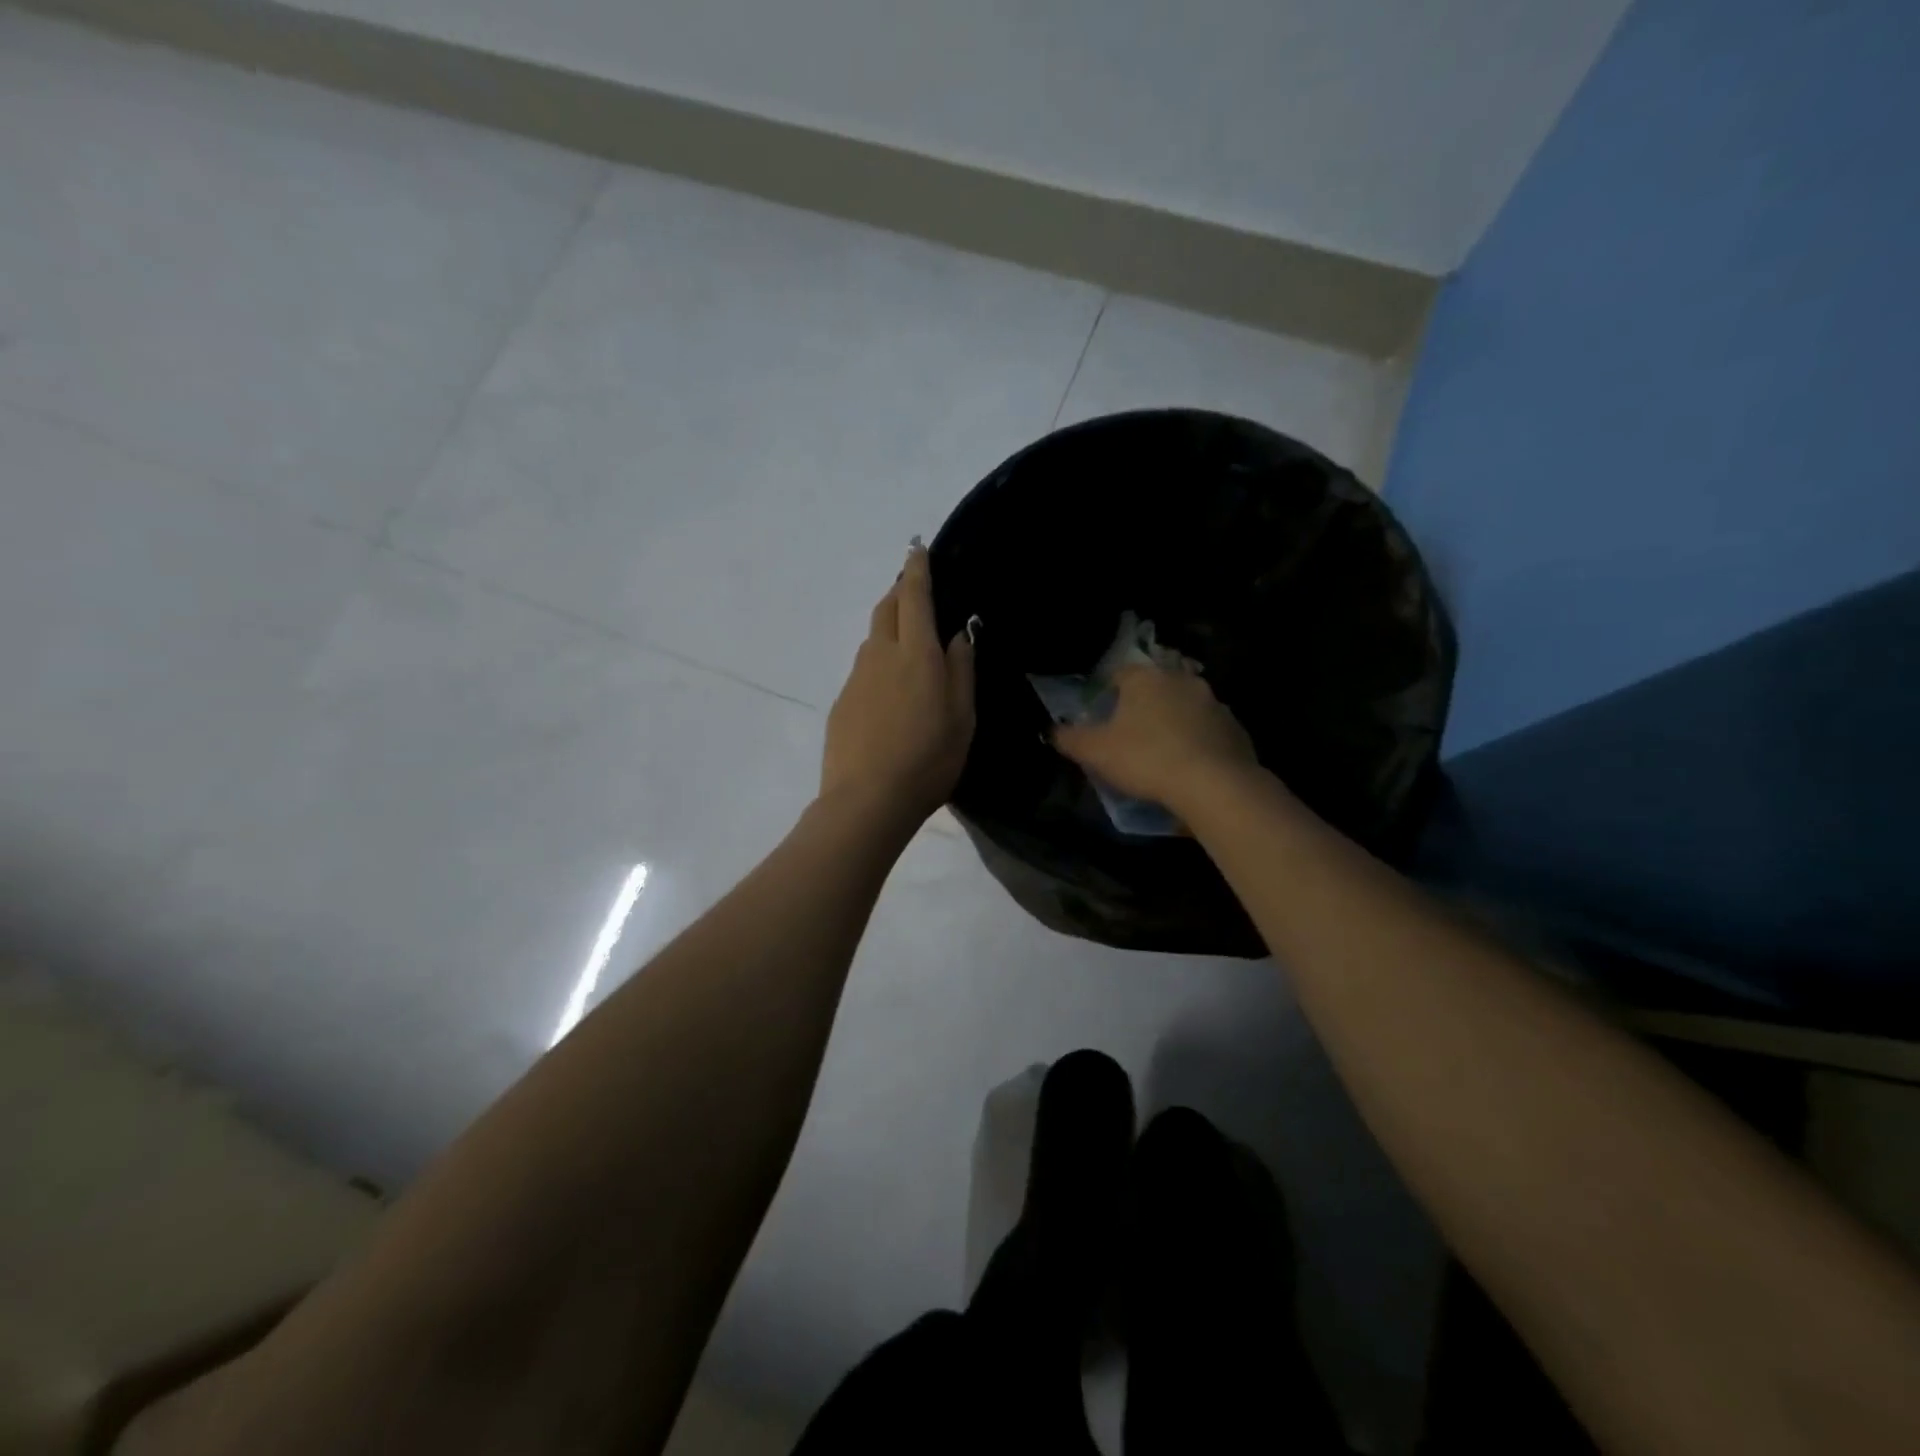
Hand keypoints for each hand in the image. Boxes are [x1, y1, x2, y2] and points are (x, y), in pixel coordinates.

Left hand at [820, 541, 975, 826]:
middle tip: (913, 589)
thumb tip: (957, 636)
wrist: (866, 800)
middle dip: (899, 591)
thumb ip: (961, 672)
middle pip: (886, 608)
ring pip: (873, 638)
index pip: (914, 596)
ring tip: (906, 641)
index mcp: (916, 653)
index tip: (917, 548)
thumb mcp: (962, 718)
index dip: (916, 569)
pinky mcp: (842, 701)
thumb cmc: (928, 760)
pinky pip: (864, 668)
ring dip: (888, 626)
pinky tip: (889, 691)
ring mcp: (856, 677)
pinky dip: (878, 662)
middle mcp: (881, 654)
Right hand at [1053, 663, 1259, 812]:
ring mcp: (1214, 703)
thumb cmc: (1146, 758)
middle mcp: (1181, 680)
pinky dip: (1198, 742)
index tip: (1101, 716)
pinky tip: (1190, 766)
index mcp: (1145, 678)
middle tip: (1130, 735)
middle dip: (1143, 707)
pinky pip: (1209, 731)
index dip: (1107, 693)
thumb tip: (1051, 730)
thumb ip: (1069, 738)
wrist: (1214, 784)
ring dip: (1173, 723)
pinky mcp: (1236, 729)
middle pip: (1155, 688)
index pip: (1119, 674)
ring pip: (1185, 707)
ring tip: (1161, 753)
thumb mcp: (1095, 751)